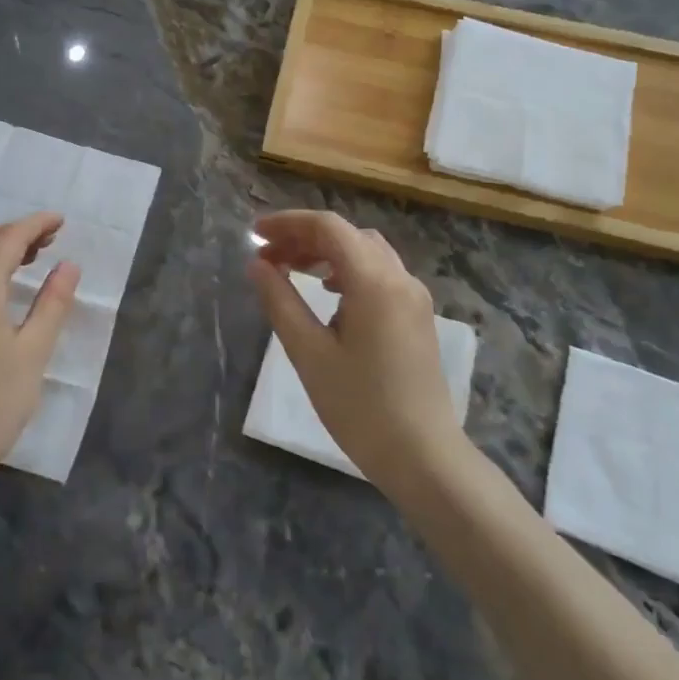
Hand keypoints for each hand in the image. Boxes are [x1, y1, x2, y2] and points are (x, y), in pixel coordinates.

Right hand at [246, 209, 465, 490]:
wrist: (423, 456)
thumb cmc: (359, 406)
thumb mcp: (309, 352)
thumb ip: (280, 301)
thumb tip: (257, 265)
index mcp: (374, 281)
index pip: (328, 227)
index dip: (288, 222)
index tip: (255, 234)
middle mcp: (400, 278)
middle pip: (348, 235)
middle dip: (304, 237)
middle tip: (267, 256)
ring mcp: (414, 297)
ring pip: (365, 252)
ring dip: (326, 252)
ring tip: (291, 269)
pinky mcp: (417, 316)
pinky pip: (379, 273)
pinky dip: (347, 269)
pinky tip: (327, 292)